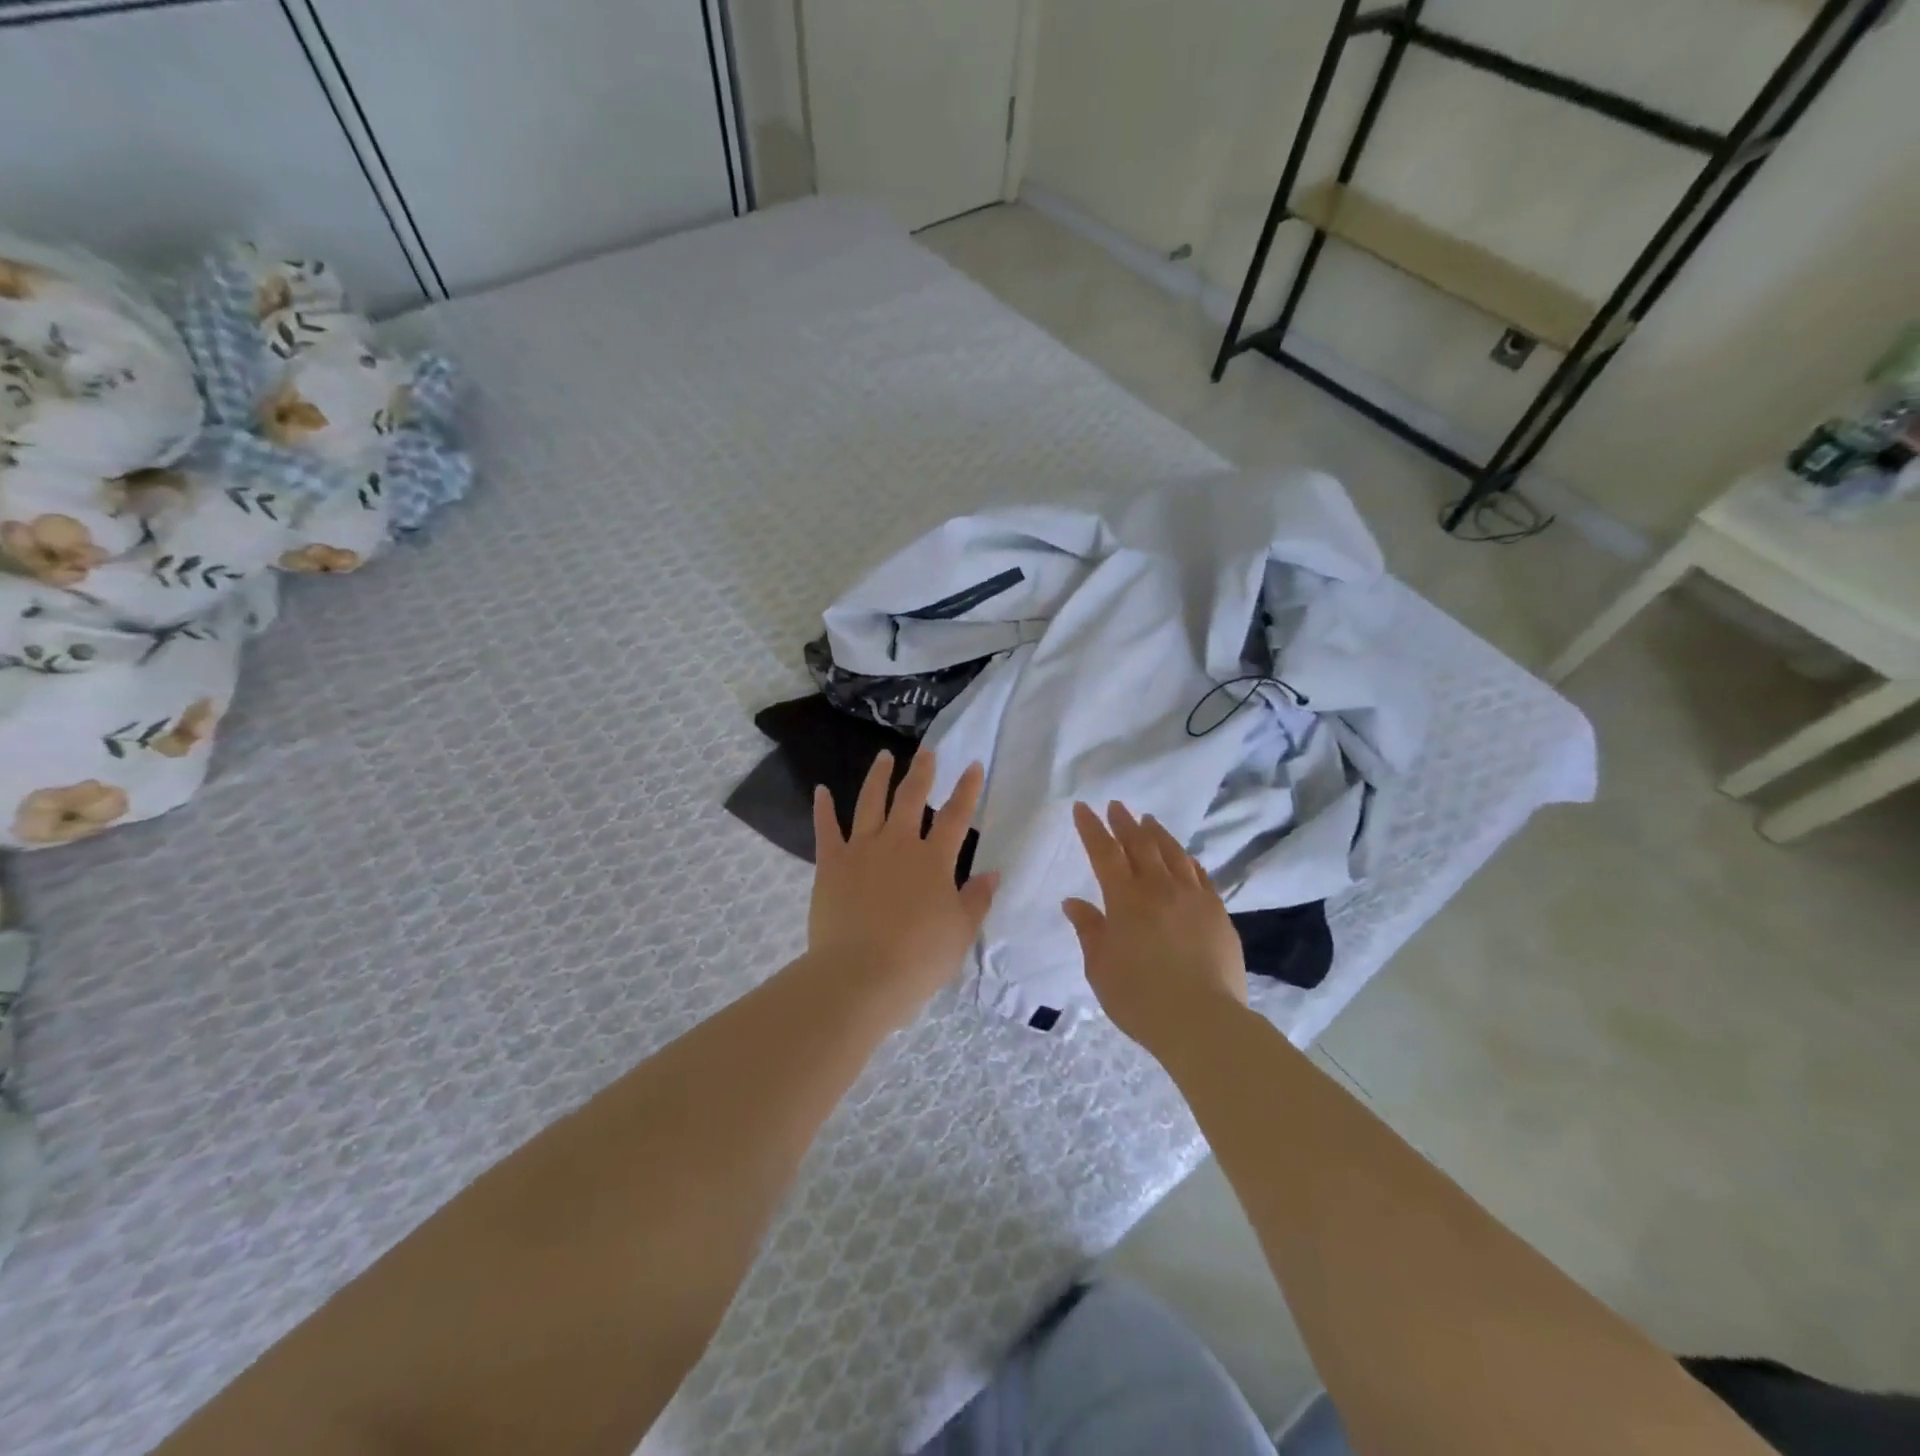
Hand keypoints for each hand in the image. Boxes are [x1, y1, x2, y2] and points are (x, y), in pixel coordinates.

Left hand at [808, 749, 997, 1031]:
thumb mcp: (960, 933)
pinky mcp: (830, 864)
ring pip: (870, 802)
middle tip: (927, 751)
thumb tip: (992, 873)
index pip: (956, 816)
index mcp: (933, 860)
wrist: (860, 976)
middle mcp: (898, 843)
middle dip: (922, 771)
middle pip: (911, 798)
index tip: (973, 765)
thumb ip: (977, 899)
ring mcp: (861, 850)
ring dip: (878, 777)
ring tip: (884, 756)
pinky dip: (823, 809)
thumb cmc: (918, 958)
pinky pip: (826, 829)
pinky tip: (821, 790)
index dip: (967, 789)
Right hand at [1063, 801, 1247, 1049]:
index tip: (1083, 808)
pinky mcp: (1218, 912)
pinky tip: (1185, 857)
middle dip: (1125, 823)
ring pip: (1173, 854)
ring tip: (1149, 821)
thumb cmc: (1139, 997)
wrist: (1202, 1021)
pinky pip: (1200, 875)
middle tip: (1117, 806)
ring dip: (1157, 834)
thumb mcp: (1100, 967)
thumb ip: (1089, 930)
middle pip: (1140, 845)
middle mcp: (1159, 888)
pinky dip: (1187, 860)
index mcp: (1125, 899)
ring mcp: (1193, 897)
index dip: (1092, 829)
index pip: (1105, 853)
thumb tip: (1074, 902)